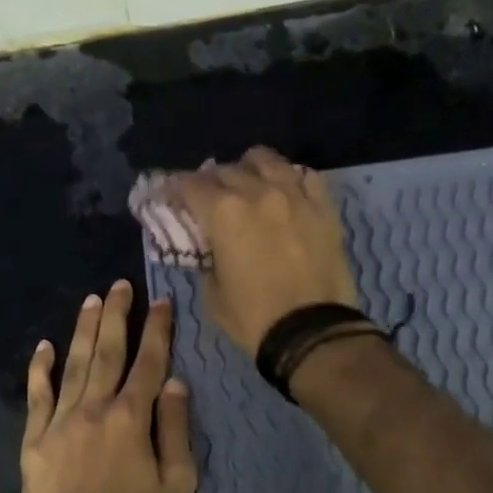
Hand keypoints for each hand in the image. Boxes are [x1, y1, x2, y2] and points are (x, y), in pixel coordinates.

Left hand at [20, 280, 197, 492]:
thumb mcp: (178, 485)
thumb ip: (175, 429)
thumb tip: (175, 383)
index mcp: (132, 418)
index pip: (149, 362)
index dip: (157, 329)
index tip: (162, 301)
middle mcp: (95, 409)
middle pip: (108, 352)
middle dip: (116, 316)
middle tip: (119, 286)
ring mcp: (60, 423)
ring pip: (73, 365)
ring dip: (83, 331)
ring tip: (90, 301)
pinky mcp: (34, 442)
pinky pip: (36, 397)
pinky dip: (39, 370)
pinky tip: (42, 347)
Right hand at [170, 146, 359, 353]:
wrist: (312, 332)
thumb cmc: (254, 318)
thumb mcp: (213, 294)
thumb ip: (207, 260)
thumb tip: (210, 248)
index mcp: (224, 213)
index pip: (189, 184)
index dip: (174, 187)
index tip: (169, 194)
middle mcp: (257, 192)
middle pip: (225, 169)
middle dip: (210, 180)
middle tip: (208, 197)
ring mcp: (294, 195)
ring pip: (266, 160)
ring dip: (249, 168)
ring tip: (248, 183)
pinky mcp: (324, 207)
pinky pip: (305, 176)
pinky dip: (290, 179)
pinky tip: (286, 191)